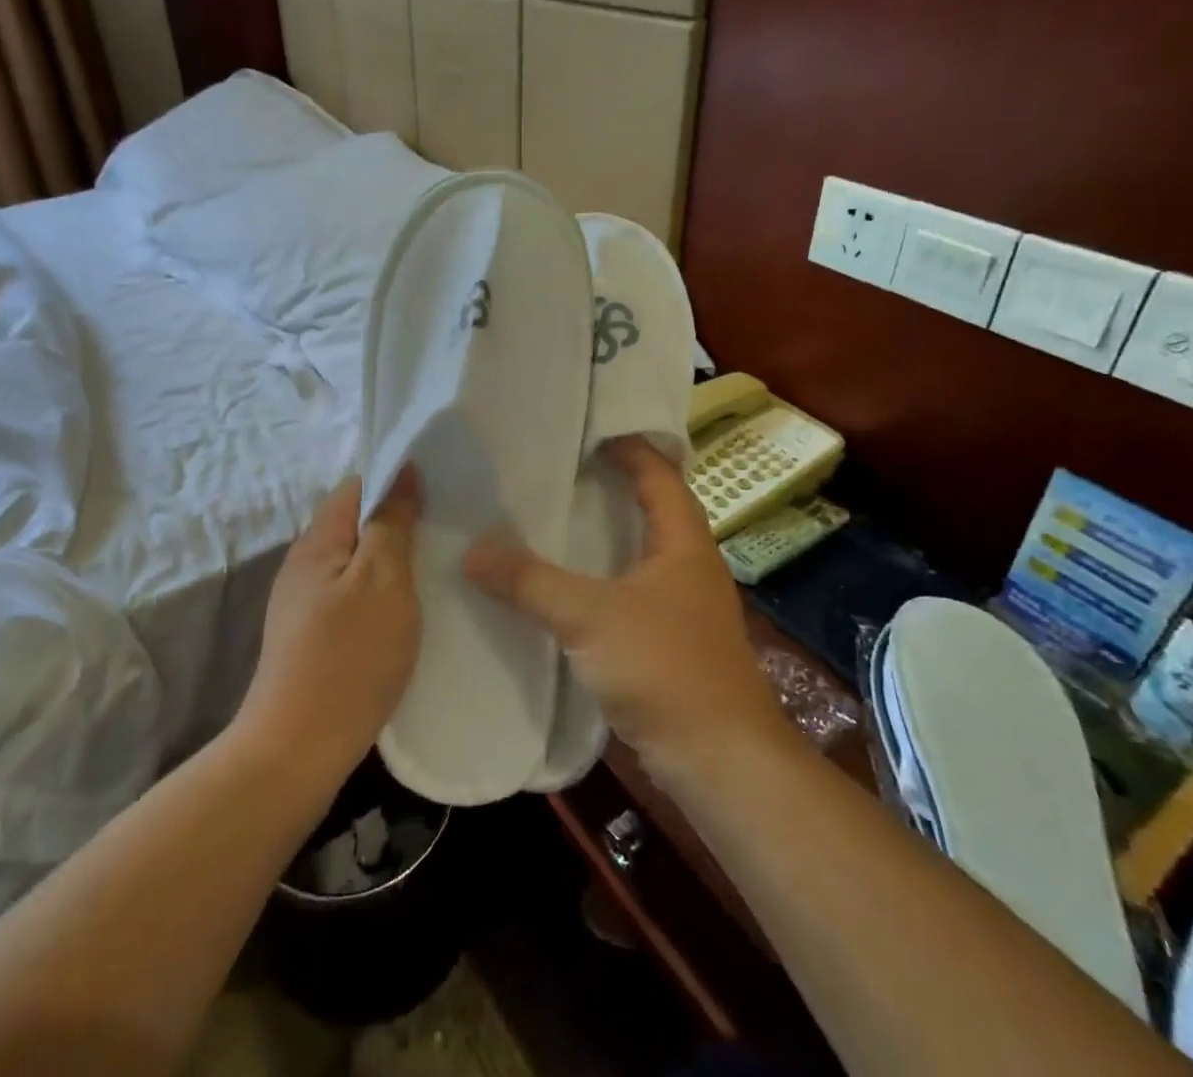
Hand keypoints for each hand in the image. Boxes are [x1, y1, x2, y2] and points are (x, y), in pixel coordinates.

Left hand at [239, 470, 421, 775]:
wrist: (297, 750)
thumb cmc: (348, 657)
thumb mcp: (383, 580)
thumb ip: (391, 523)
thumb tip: (402, 472)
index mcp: (318, 540)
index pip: (357, 486)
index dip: (396, 480)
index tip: (438, 491)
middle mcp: (304, 563)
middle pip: (354, 523)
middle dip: (397, 521)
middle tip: (444, 531)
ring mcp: (302, 602)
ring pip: (354, 561)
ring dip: (390, 559)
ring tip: (433, 567)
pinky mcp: (309, 636)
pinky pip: (350, 594)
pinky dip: (379, 592)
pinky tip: (404, 610)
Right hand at [464, 439, 779, 775]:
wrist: (720, 762)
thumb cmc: (666, 669)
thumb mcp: (590, 617)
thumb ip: (530, 582)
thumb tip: (472, 550)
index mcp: (683, 541)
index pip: (659, 472)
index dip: (627, 445)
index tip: (583, 429)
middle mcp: (688, 564)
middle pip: (650, 506)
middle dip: (607, 484)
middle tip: (554, 468)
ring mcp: (682, 605)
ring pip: (637, 551)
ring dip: (602, 533)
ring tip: (550, 517)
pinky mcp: (670, 640)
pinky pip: (629, 590)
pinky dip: (599, 577)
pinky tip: (563, 585)